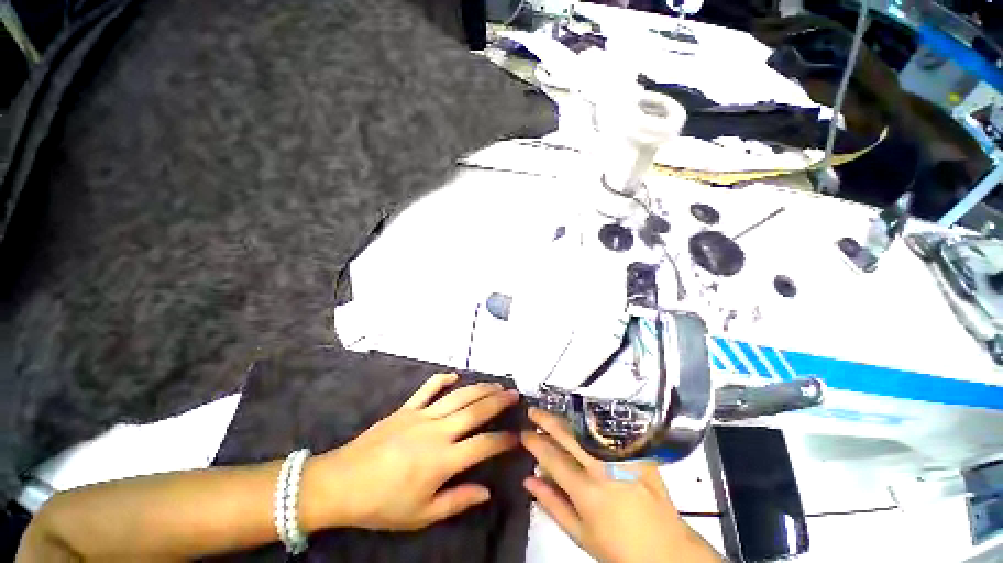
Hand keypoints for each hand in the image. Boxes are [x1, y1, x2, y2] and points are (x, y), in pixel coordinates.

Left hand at [302, 373, 519, 531]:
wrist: (342, 483)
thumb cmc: (383, 504)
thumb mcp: (422, 515)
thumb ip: (457, 501)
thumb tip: (487, 491)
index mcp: (443, 460)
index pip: (483, 445)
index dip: (503, 440)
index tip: (517, 436)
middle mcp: (438, 432)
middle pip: (475, 411)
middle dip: (498, 401)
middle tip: (514, 395)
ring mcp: (422, 415)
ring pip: (458, 396)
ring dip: (479, 388)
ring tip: (496, 384)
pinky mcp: (407, 408)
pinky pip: (428, 388)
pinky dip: (442, 379)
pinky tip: (454, 375)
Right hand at [521, 408, 722, 562]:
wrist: (667, 550)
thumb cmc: (619, 548)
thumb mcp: (580, 535)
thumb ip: (552, 505)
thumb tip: (528, 480)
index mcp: (587, 492)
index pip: (552, 457)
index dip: (534, 442)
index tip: (524, 433)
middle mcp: (603, 468)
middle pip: (568, 434)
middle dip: (546, 419)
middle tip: (533, 411)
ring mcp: (623, 457)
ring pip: (587, 427)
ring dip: (565, 417)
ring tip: (552, 413)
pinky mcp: (637, 453)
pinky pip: (609, 430)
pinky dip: (590, 422)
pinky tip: (580, 419)